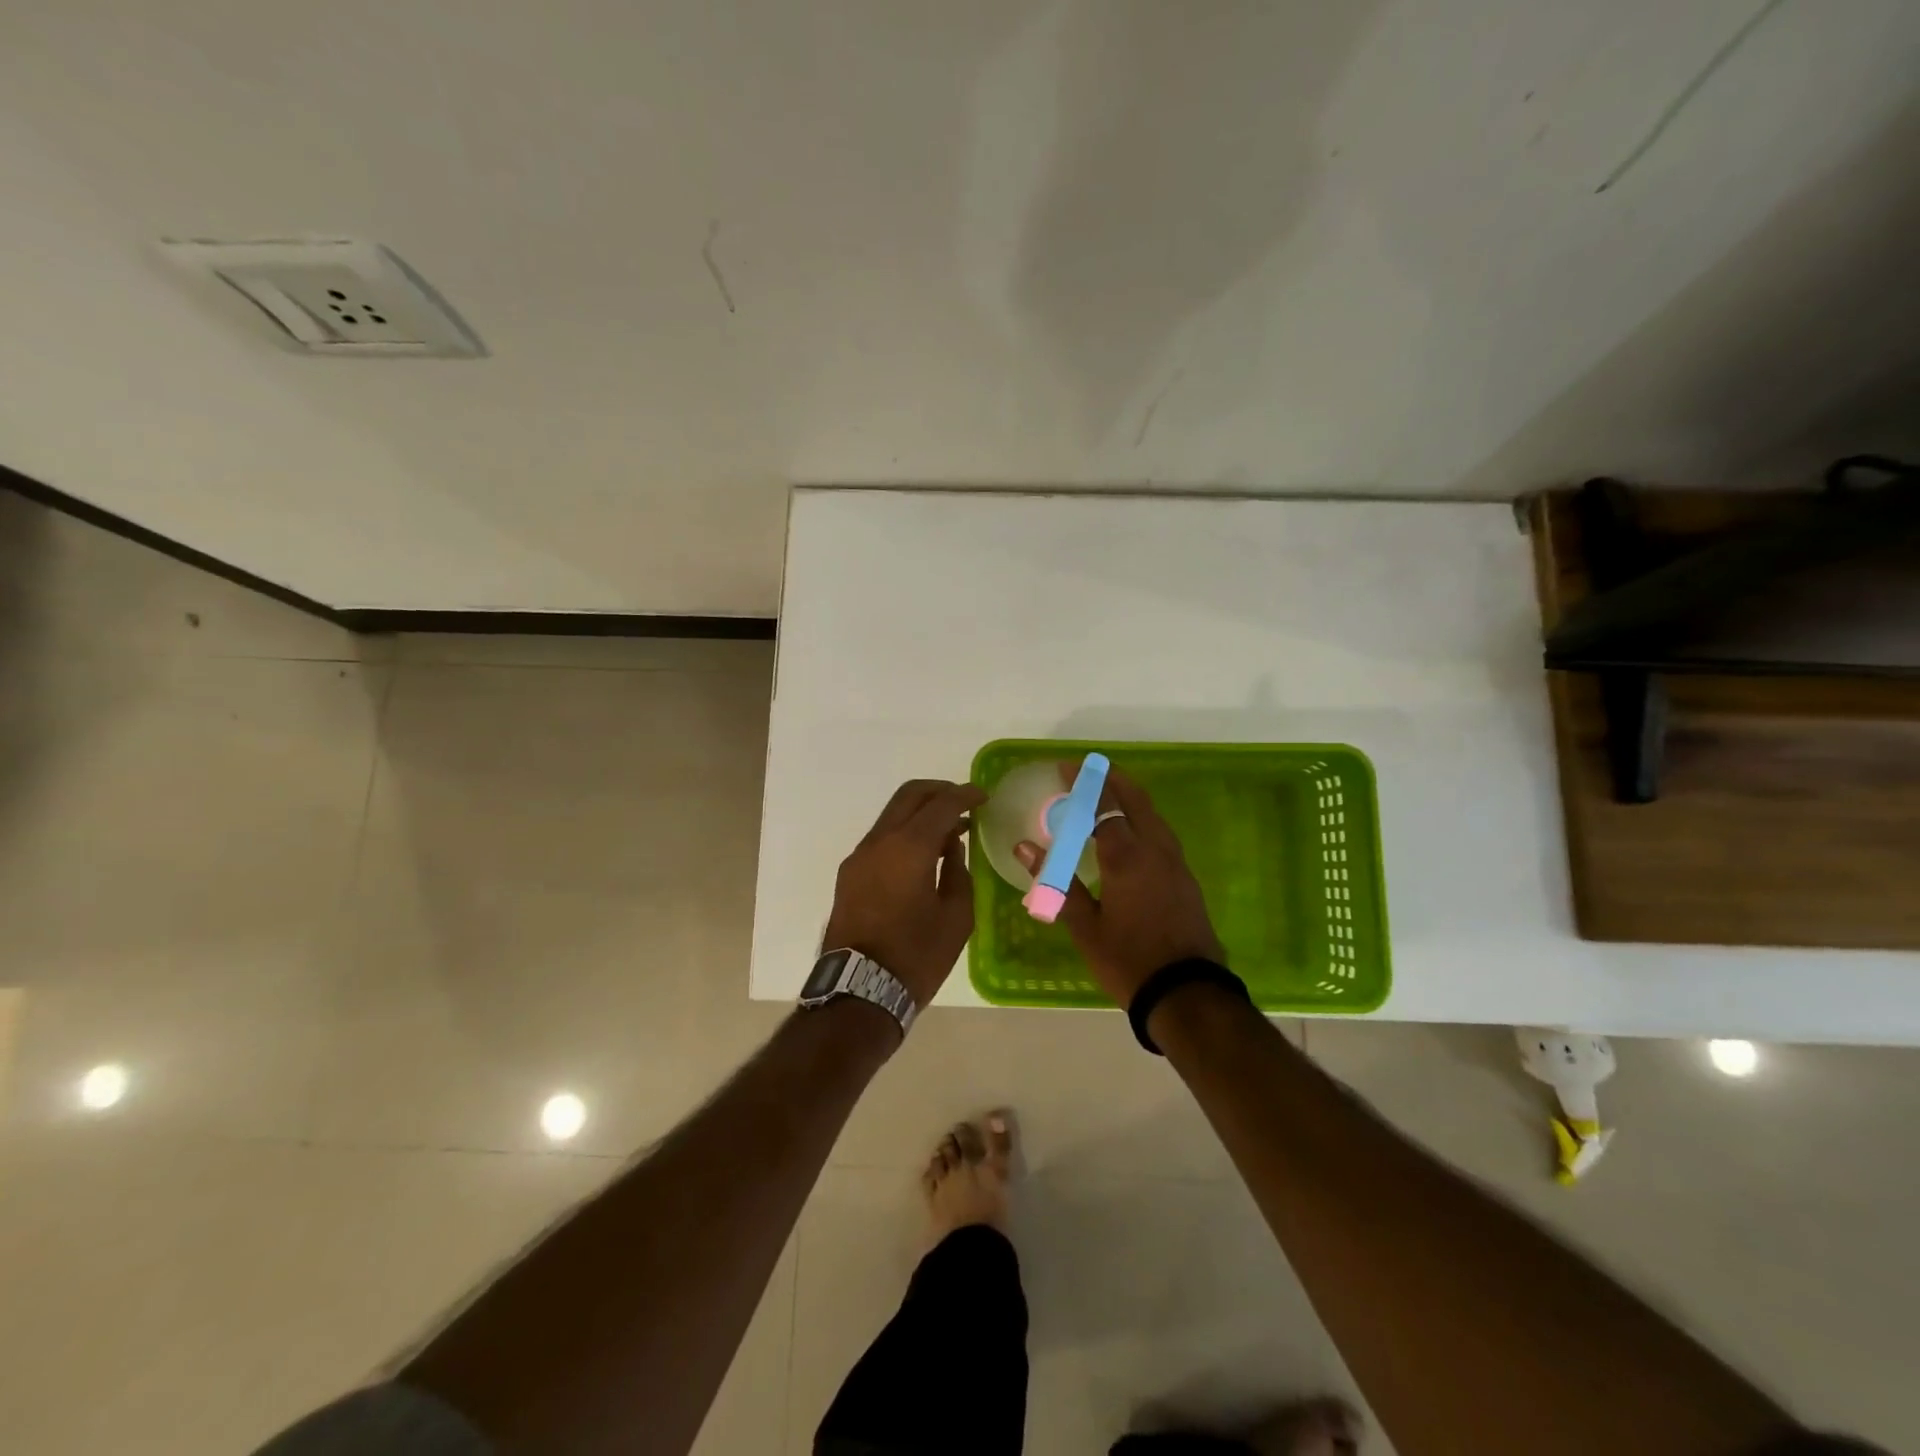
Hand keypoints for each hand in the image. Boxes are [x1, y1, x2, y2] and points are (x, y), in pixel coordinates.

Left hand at [824, 779, 985, 1006]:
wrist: (859, 990)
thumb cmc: (916, 956)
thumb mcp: (956, 918)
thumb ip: (958, 874)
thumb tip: (952, 848)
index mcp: (910, 847)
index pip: (941, 804)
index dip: (965, 795)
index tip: (983, 797)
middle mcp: (880, 841)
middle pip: (909, 795)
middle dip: (939, 791)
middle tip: (964, 803)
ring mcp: (860, 856)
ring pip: (892, 815)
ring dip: (920, 813)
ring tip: (948, 832)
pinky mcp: (849, 873)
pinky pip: (881, 838)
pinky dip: (904, 833)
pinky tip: (922, 855)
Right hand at [1015, 764, 1223, 1007]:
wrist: (1187, 992)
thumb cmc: (1128, 960)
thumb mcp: (1085, 926)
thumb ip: (1057, 882)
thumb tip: (1025, 848)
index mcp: (1126, 857)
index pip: (1103, 806)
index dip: (1084, 784)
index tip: (1067, 767)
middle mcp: (1155, 850)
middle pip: (1135, 800)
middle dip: (1112, 779)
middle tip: (1089, 769)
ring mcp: (1175, 863)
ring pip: (1153, 815)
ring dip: (1130, 796)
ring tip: (1109, 792)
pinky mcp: (1185, 878)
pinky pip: (1161, 833)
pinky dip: (1142, 818)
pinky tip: (1132, 830)